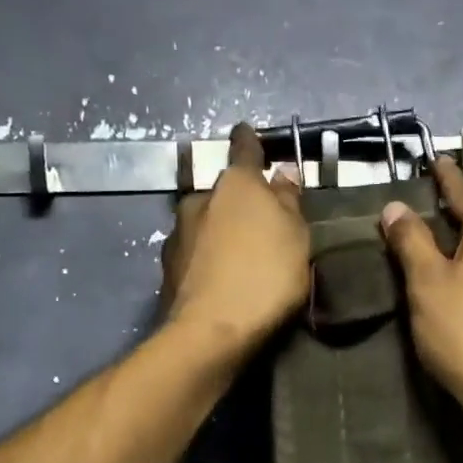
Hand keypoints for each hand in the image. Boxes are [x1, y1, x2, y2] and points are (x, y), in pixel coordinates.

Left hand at [162, 123, 308, 357]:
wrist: (211, 331)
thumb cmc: (266, 276)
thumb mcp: (295, 237)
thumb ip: (288, 201)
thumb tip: (283, 172)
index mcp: (236, 184)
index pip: (244, 148)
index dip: (249, 140)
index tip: (247, 131)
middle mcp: (200, 199)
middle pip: (223, 192)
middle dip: (238, 201)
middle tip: (258, 224)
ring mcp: (178, 233)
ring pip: (205, 222)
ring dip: (219, 230)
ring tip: (239, 257)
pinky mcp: (167, 266)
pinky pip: (194, 252)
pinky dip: (206, 258)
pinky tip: (219, 278)